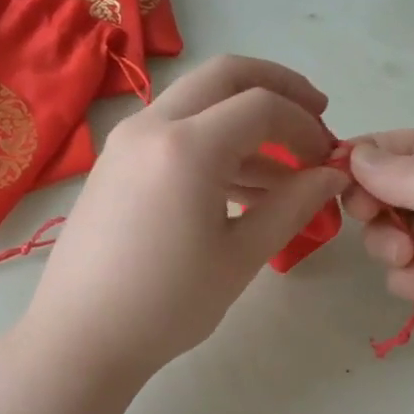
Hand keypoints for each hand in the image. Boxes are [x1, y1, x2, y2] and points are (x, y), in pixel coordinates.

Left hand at [25, 55, 349, 378]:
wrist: (80, 338)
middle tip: (315, 115)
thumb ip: (292, 206)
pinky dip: (215, 144)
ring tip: (287, 174)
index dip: (306, 125)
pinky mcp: (116, 162)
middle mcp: (152, 125)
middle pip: (225, 75)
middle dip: (278, 87)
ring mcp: (127, 141)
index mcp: (187, 146)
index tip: (328, 159)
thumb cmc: (166, 305)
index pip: (263, 105)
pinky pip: (174, 133)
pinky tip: (244, 189)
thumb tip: (332, 175)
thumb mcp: (240, 257)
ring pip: (198, 104)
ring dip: (246, 123)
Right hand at [344, 131, 413, 413]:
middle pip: (396, 186)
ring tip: (411, 262)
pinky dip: (411, 280)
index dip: (371, 153)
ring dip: (391, 243)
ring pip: (393, 230)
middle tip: (367, 216)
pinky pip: (405, 271)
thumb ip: (413, 174)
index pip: (413, 143)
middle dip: (377, 201)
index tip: (332, 170)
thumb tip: (353, 154)